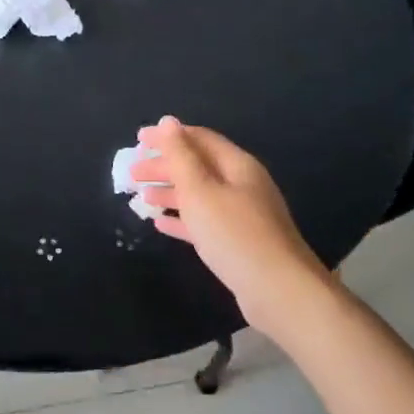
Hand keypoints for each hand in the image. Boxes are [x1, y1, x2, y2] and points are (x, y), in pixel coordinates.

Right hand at [131, 118, 327, 335]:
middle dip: (164, 166)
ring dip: (170, 192)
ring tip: (141, 197)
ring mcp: (243, 215)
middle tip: (132, 172)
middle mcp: (242, 185)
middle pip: (198, 166)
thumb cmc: (235, 234)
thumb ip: (181, 156)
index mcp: (236, 165)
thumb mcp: (200, 190)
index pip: (199, 138)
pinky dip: (182, 219)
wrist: (280, 292)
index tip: (138, 140)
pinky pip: (205, 222)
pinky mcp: (239, 243)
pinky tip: (161, 224)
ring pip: (200, 195)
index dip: (168, 136)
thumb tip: (168, 121)